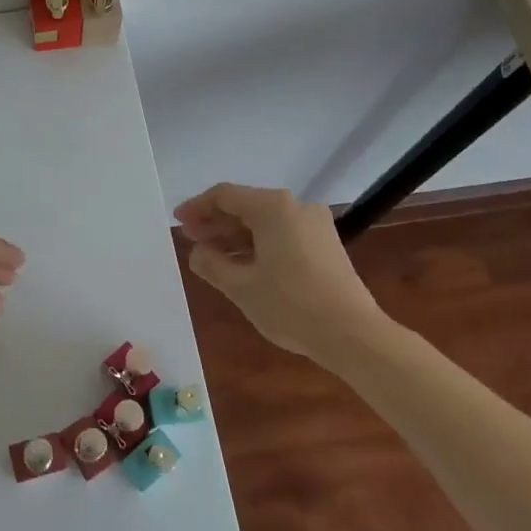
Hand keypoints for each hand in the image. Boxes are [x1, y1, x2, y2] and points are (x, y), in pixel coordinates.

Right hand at [173, 184, 383, 357]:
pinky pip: (281, 234)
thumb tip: (196, 252)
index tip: (178, 222)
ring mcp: (314, 225)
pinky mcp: (325, 244)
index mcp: (273, 208)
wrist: (353, 335)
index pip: (225, 196)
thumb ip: (211, 264)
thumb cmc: (291, 305)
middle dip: (215, 222)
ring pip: (264, 222)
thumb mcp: (240, 286)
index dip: (197, 207)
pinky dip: (257, 244)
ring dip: (235, 236)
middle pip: (246, 206)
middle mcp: (295, 207)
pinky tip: (242, 263)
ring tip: (211, 255)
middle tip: (190, 239)